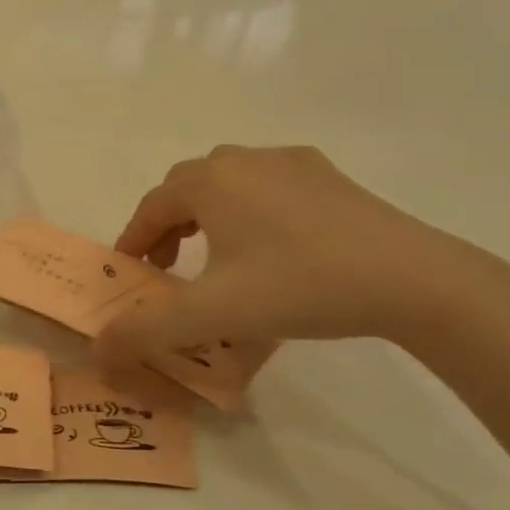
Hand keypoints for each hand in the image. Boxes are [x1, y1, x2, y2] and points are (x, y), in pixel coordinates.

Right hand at [95, 146, 488, 368]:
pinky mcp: (330, 176)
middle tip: (167, 267)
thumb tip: (97, 351)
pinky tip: (270, 244)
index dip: (132, 241)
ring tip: (215, 255)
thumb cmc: (298, 285)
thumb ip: (145, 332)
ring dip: (207, 215)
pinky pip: (269, 185)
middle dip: (166, 225)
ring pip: (227, 183)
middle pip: (185, 188)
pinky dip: (250, 209)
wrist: (412, 279)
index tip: (130, 274)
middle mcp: (243, 159)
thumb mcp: (212, 315)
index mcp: (209, 181)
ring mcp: (291, 163)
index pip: (151, 207)